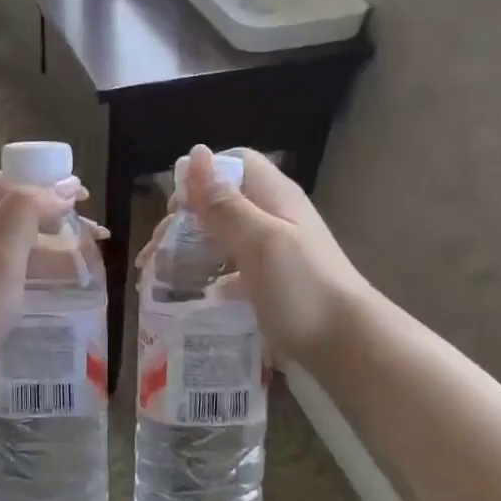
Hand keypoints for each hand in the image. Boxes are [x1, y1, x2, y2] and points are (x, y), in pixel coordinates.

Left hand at [0, 172, 79, 402]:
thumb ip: (26, 213)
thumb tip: (60, 188)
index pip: (2, 183)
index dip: (43, 183)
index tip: (82, 197)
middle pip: (9, 213)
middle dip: (53, 218)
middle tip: (93, 232)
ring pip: (12, 245)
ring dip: (49, 247)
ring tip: (89, 258)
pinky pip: (7, 272)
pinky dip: (35, 271)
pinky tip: (64, 283)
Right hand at [139, 145, 370, 367]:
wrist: (346, 347)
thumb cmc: (302, 288)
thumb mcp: (259, 241)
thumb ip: (224, 203)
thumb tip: (194, 154)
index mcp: (274, 197)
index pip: (234, 164)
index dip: (200, 178)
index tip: (174, 210)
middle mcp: (274, 219)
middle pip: (222, 204)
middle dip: (184, 222)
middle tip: (154, 253)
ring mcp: (274, 255)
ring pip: (223, 240)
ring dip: (190, 252)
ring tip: (159, 278)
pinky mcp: (271, 286)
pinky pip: (231, 273)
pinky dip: (208, 280)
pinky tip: (190, 299)